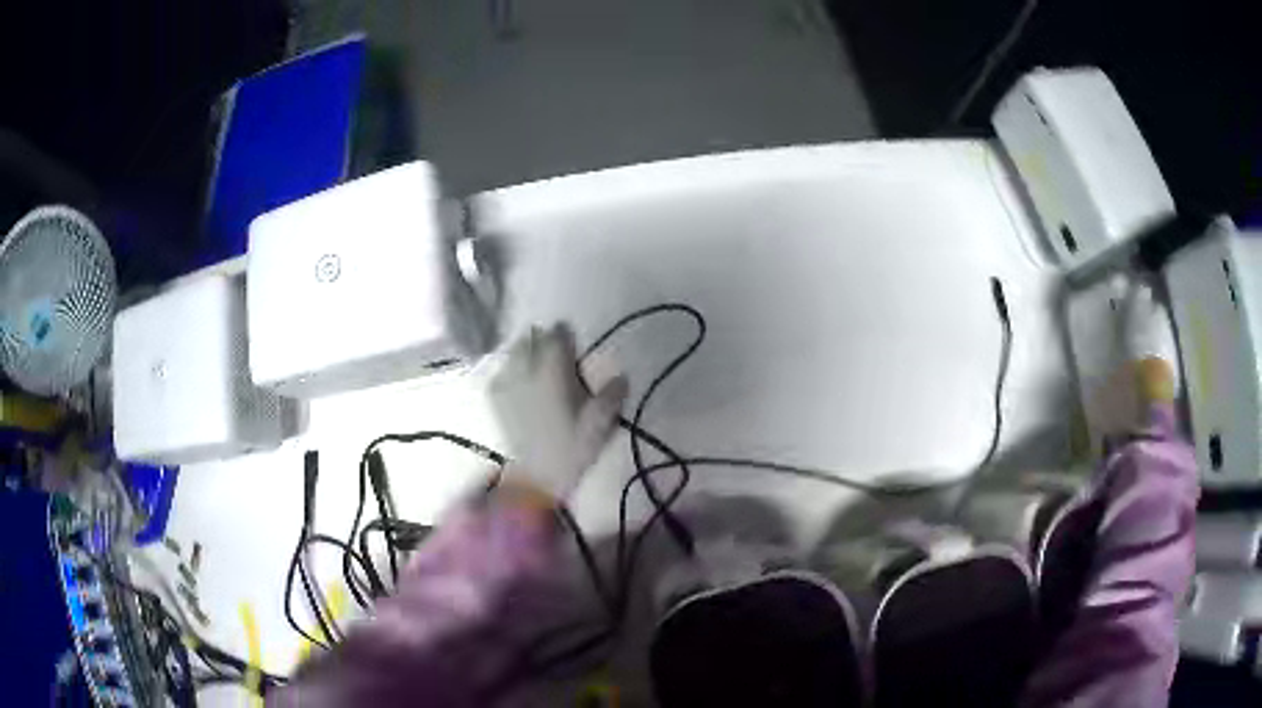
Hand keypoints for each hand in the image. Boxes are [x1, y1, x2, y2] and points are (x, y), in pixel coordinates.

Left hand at [488, 324, 627, 500]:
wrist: (535, 478)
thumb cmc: (571, 449)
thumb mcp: (600, 424)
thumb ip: (612, 395)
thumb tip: (621, 377)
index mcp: (554, 370)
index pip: (558, 334)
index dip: (567, 336)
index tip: (573, 346)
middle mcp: (527, 368)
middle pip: (533, 338)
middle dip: (544, 341)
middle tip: (556, 358)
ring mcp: (507, 381)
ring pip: (514, 351)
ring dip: (526, 353)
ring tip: (536, 369)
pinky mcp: (495, 398)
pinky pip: (501, 372)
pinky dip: (510, 371)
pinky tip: (519, 385)